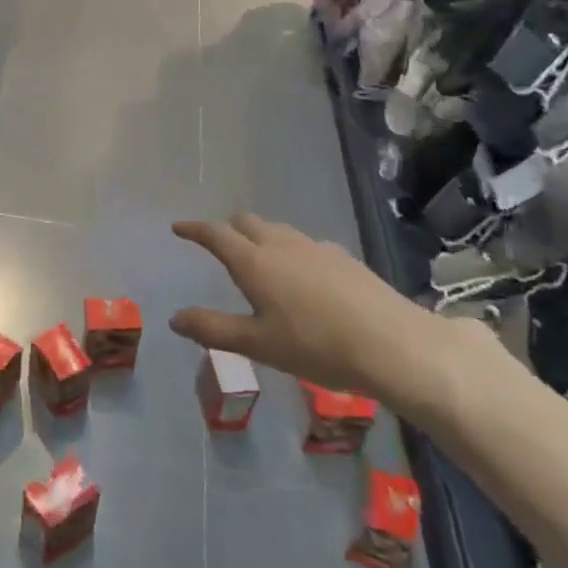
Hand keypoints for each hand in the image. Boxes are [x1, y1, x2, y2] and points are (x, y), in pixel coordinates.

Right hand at [171, 214, 476, 418]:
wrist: (392, 343)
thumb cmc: (315, 345)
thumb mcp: (256, 344)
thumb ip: (213, 329)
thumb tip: (175, 318)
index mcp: (255, 263)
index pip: (216, 234)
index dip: (194, 229)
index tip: (178, 227)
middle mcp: (282, 245)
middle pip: (247, 222)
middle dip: (227, 228)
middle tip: (217, 243)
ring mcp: (316, 248)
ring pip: (278, 230)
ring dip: (259, 236)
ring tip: (257, 257)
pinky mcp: (343, 258)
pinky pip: (304, 243)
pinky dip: (289, 249)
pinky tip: (302, 275)